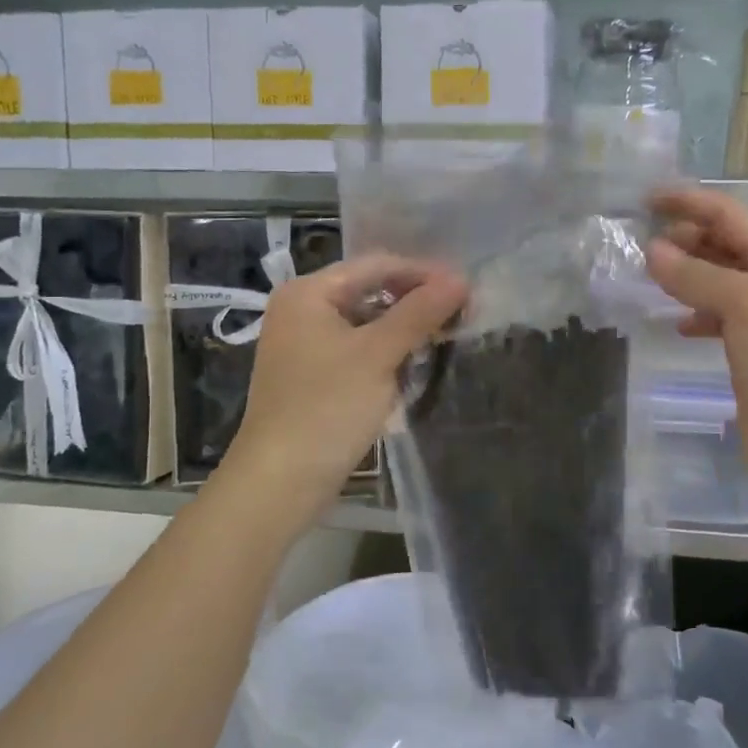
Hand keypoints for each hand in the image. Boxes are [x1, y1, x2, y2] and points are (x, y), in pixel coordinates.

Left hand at [225, 254, 467, 514]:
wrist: (280, 482)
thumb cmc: (327, 408)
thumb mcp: (378, 355)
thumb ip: (420, 312)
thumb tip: (461, 279)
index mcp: (308, 292)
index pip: (376, 265)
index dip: (424, 273)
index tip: (467, 289)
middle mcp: (302, 309)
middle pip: (370, 290)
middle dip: (416, 300)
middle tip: (462, 313)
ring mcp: (305, 344)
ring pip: (367, 322)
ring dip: (405, 327)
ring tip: (447, 335)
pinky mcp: (314, 375)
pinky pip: (358, 348)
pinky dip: (388, 351)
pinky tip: (416, 362)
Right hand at [645, 186, 747, 513]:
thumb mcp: (745, 305)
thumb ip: (698, 274)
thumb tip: (653, 250)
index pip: (730, 215)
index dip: (689, 202)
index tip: (645, 198)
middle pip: (726, 244)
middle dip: (686, 236)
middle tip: (641, 242)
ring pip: (720, 281)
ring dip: (687, 273)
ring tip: (649, 276)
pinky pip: (719, 318)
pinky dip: (696, 312)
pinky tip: (677, 324)